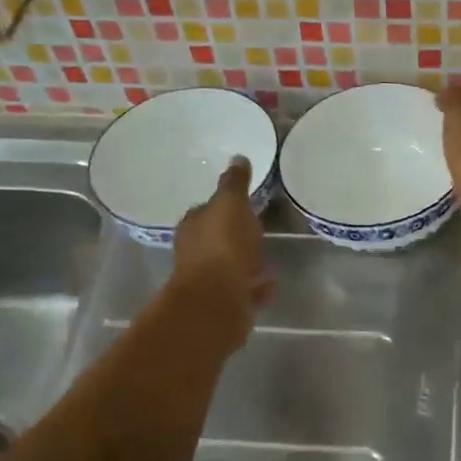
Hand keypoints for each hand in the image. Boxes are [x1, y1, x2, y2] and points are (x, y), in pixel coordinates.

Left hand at [172, 158, 272, 349]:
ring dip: (247, 263)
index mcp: (193, 225)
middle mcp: (195, 252)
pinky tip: (268, 284)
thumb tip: (237, 157)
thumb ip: (234, 183)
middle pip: (219, 239)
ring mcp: (209, 281)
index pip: (206, 210)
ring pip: (231, 266)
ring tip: (268, 260)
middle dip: (237, 237)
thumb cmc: (223, 247)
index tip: (244, 206)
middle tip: (260, 232)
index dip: (225, 208)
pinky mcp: (224, 304)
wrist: (218, 301)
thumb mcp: (231, 205)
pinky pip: (244, 290)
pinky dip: (254, 287)